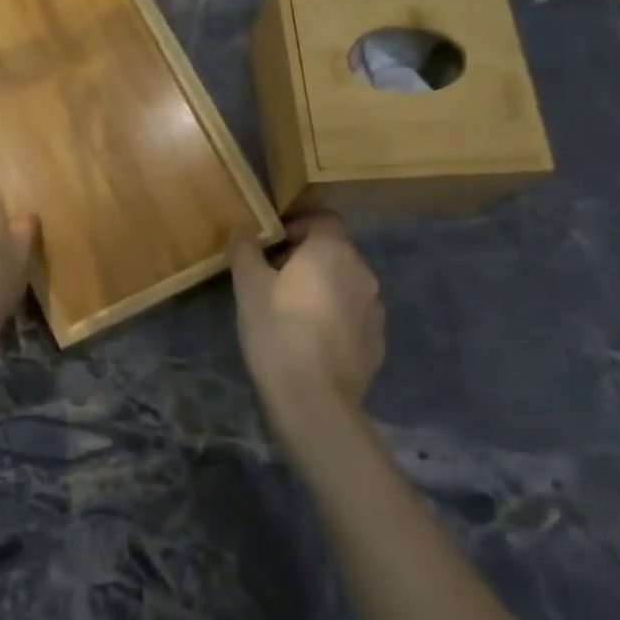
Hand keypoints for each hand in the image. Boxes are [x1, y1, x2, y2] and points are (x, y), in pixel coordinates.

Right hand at [229, 213, 384, 433]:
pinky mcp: (377, 343)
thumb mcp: (248, 286)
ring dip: (323, 289)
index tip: (271, 247)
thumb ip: (245, 249)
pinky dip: (335, 319)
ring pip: (345, 285)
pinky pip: (353, 317)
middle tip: (274, 279)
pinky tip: (311, 341)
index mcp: (333, 251)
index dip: (297, 226)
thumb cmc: (278, 331)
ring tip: (293, 312)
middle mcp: (362, 273)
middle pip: (335, 251)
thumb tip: (242, 228)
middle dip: (307, 259)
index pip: (323, 219)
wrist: (314, 400)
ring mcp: (375, 310)